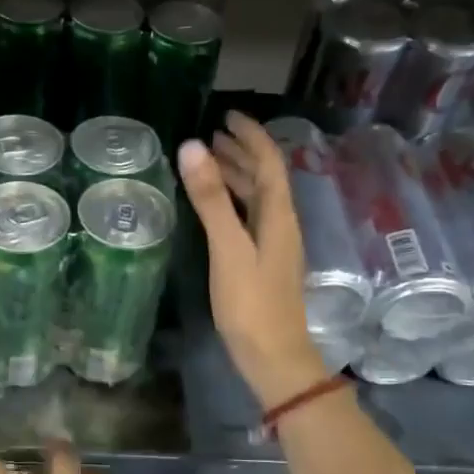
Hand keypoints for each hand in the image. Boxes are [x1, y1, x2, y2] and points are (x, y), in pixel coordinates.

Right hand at [178, 112, 330, 406]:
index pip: (269, 162)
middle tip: (212, 134)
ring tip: (209, 161)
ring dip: (237, 175)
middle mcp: (281, 224)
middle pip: (265, 177)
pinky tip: (216, 207)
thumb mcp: (228, 248)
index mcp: (278, 215)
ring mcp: (273, 245)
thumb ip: (211, 199)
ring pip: (257, 198)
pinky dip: (232, 201)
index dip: (252, 135)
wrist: (273, 358)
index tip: (228, 115)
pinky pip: (249, 217)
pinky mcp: (263, 262)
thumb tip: (193, 146)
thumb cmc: (252, 304)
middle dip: (241, 152)